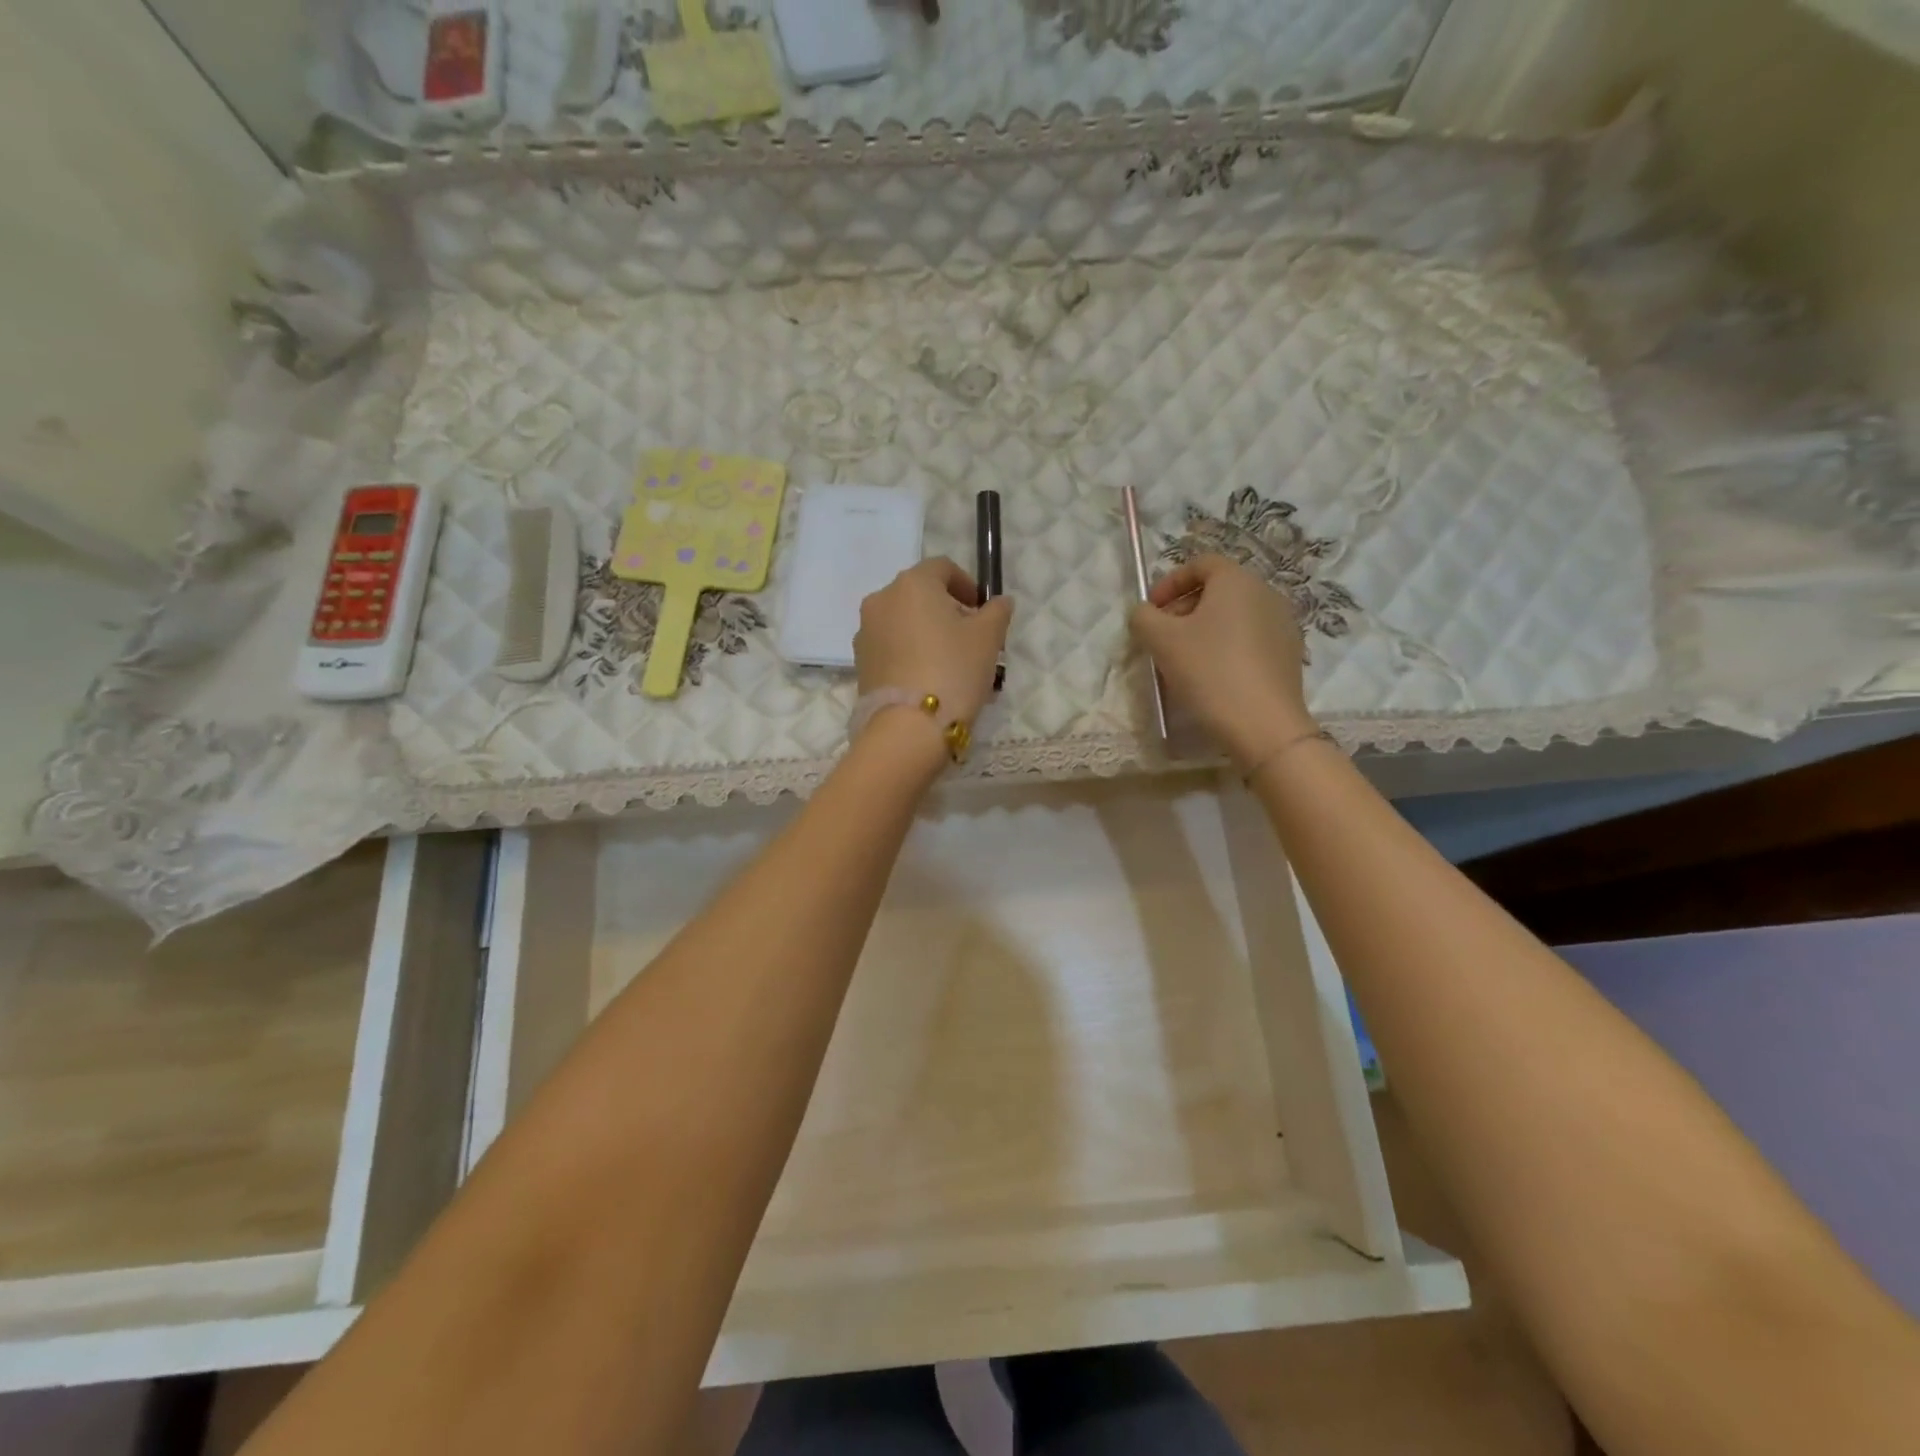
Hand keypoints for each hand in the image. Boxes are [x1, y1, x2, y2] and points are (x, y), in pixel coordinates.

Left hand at [855, 557, 1013, 727]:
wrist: (908, 727)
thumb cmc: (954, 670)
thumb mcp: (988, 638)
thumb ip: (997, 612)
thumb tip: (999, 602)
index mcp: (912, 583)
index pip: (943, 568)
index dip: (967, 584)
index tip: (982, 610)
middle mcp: (882, 599)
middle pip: (920, 594)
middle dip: (946, 609)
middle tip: (969, 637)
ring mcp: (865, 631)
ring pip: (903, 620)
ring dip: (926, 631)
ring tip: (949, 661)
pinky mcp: (859, 661)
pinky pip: (890, 645)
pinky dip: (909, 651)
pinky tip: (927, 676)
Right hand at [1128, 554, 1314, 769]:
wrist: (1263, 725)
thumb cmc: (1209, 671)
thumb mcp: (1161, 641)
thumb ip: (1143, 617)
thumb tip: (1143, 612)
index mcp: (1237, 580)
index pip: (1200, 564)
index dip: (1169, 582)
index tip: (1151, 610)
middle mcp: (1266, 593)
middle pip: (1218, 590)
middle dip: (1184, 608)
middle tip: (1162, 638)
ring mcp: (1283, 624)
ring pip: (1234, 616)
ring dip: (1204, 630)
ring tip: (1184, 660)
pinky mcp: (1289, 654)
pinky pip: (1250, 639)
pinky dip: (1227, 647)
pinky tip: (1213, 677)